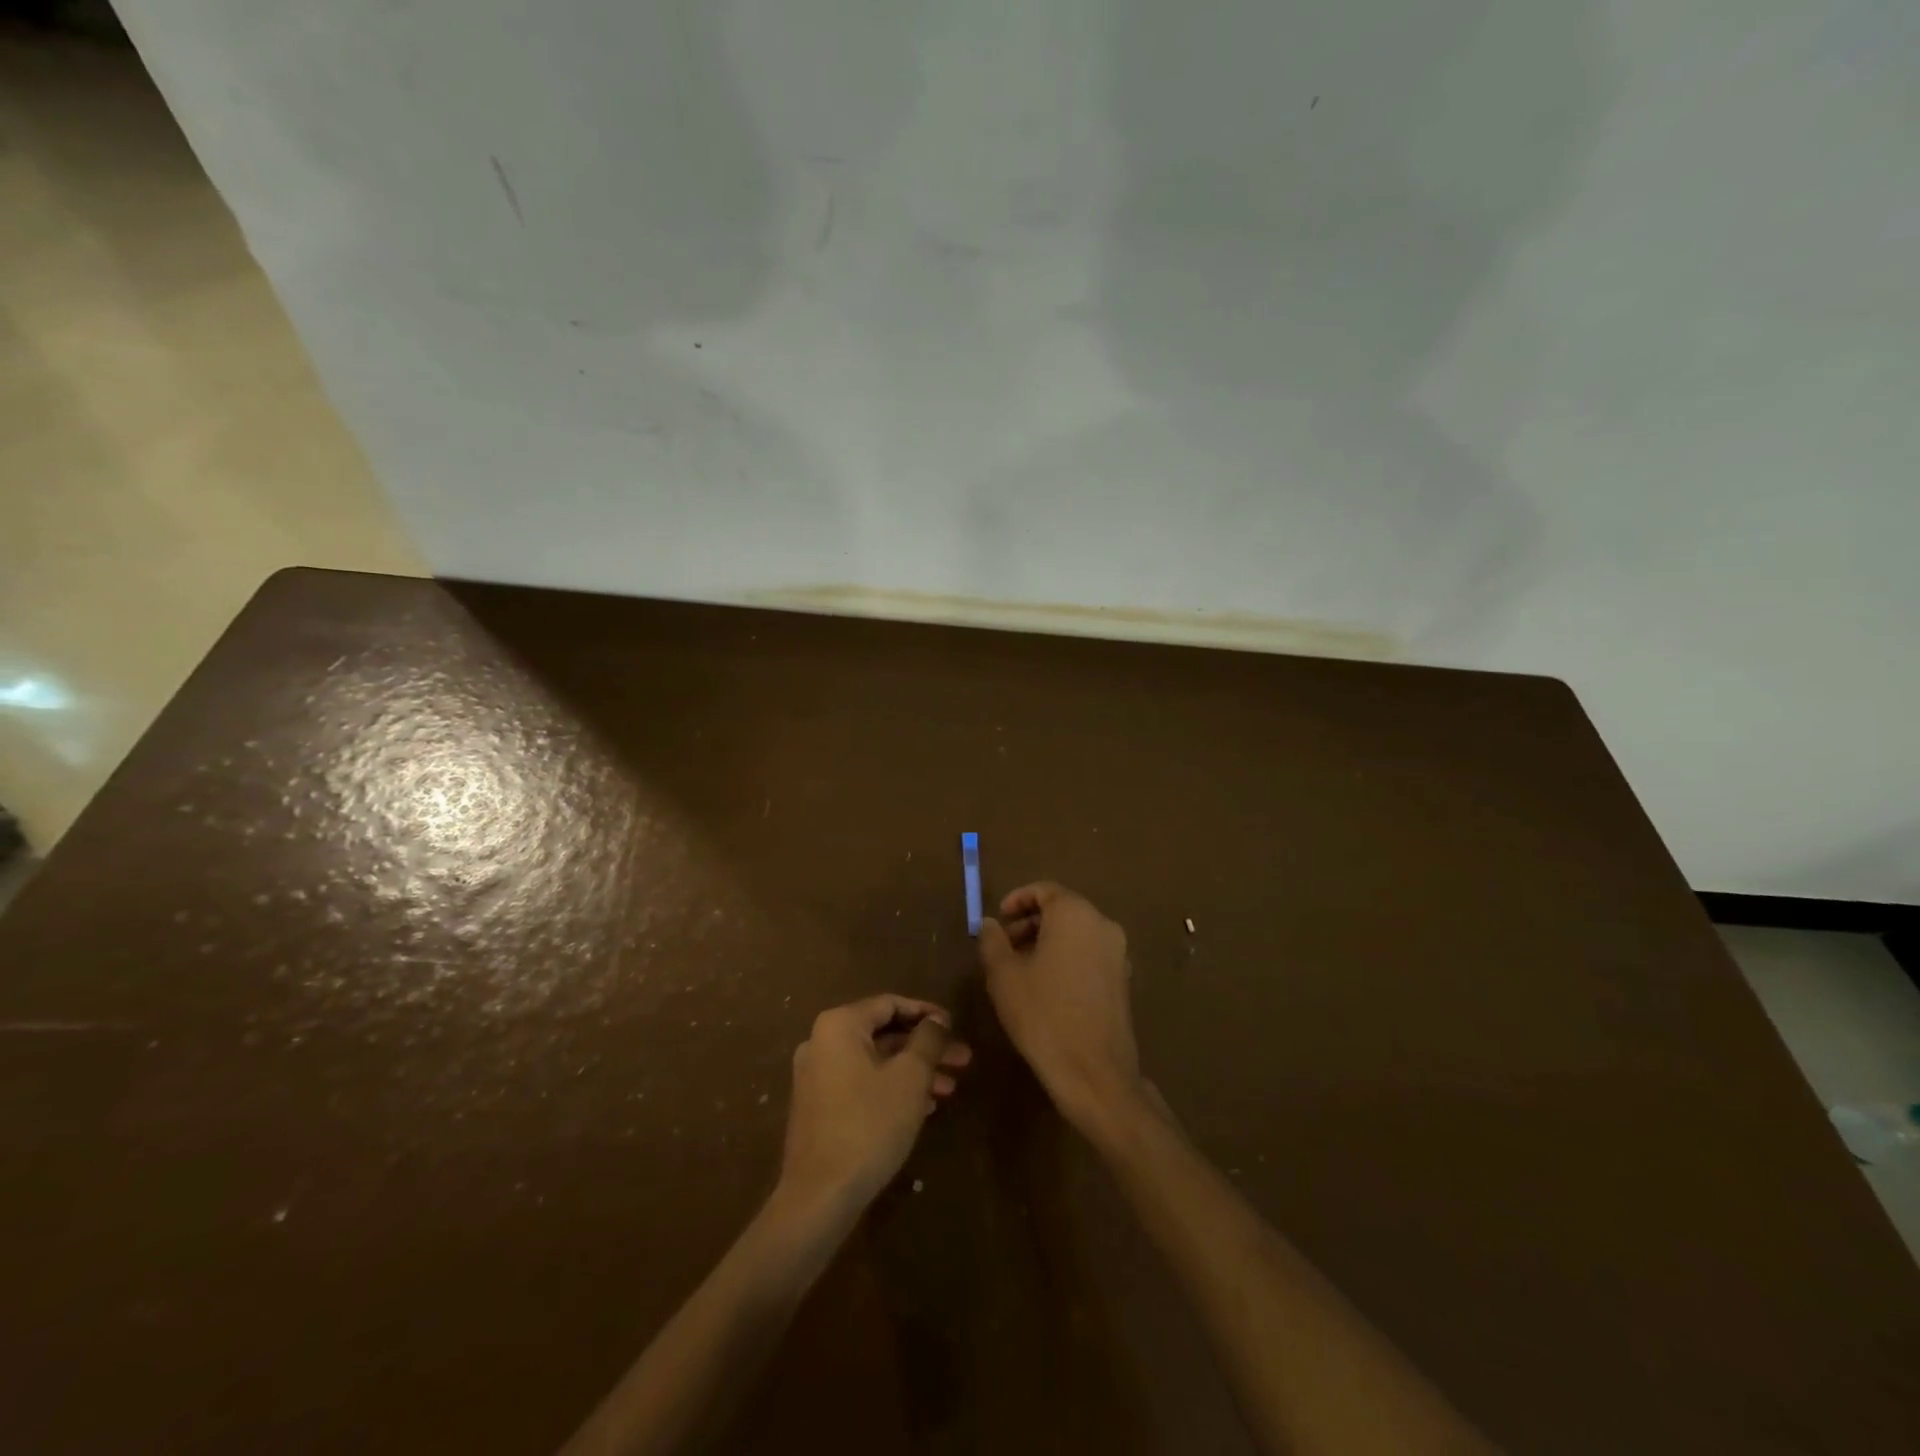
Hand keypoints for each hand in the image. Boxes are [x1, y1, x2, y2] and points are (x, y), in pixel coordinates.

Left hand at [779, 995, 971, 1212]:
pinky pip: (861, 1082)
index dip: (927, 1013)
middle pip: (884, 1034)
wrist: (819, 1196)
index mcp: (839, 1025)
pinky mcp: (818, 1106)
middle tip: (962, 1060)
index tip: (955, 1026)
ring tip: (950, 1088)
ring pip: (875, 1061)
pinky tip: (924, 1106)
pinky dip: (891, 1087)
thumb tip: (936, 1020)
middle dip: (926, 1047)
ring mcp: (816, 1075)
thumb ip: (927, 1040)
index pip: (890, 1004)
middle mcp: (822, 1041)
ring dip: (913, 1070)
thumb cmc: (869, 1124)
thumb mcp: (910, 1077)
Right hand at [978, 882, 1141, 1134]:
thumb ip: (992, 941)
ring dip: (1048, 941)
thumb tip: (990, 924)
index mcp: (1075, 914)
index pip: (1045, 890)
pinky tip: (1046, 987)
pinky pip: (1090, 954)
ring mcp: (1118, 953)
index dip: (1018, 900)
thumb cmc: (1042, 1014)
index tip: (999, 920)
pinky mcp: (1123, 980)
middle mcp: (1102, 924)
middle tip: (1004, 946)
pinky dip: (1067, 958)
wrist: (1093, 1071)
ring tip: (1021, 969)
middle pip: (1063, 910)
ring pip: (1077, 933)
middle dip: (1030, 923)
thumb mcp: (1004, 975)